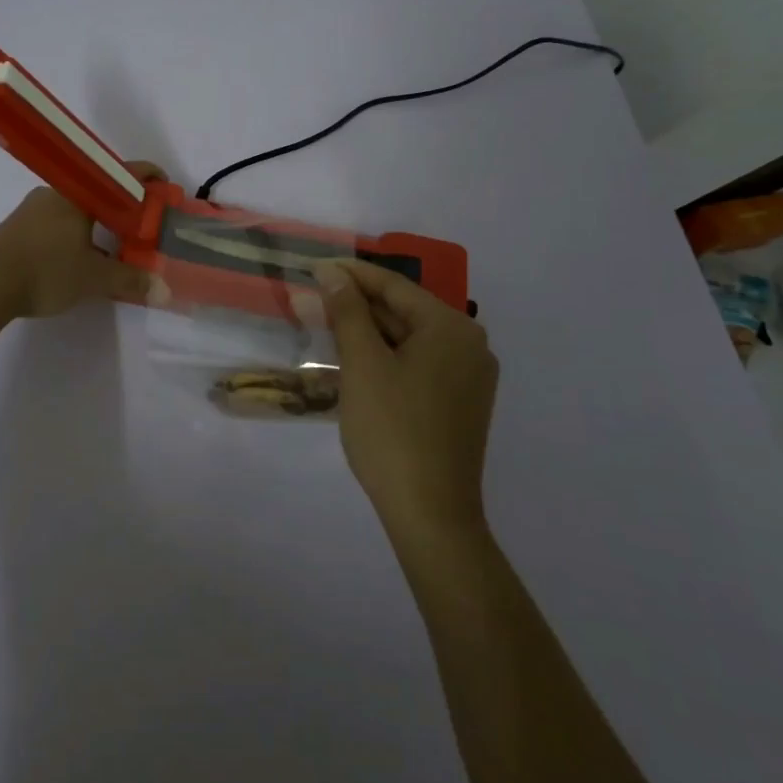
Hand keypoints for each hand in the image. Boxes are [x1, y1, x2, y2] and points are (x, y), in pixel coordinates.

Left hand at [0, 161, 166, 318]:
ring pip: (75, 208)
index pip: (119, 175)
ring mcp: (32, 209)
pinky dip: (75, 233)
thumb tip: (164, 290)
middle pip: (97, 191)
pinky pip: (56, 222)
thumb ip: (130, 281)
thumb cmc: (45, 271)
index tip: (165, 184)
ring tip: (113, 246)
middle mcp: (55, 193)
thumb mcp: (94, 279)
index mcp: (77, 195)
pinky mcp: (17, 228)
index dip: (146, 176)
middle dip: (121, 205)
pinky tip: (78, 258)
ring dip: (96, 223)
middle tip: (140, 224)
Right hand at [315, 259, 499, 536]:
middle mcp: (469, 345)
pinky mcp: (460, 403)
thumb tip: (333, 274)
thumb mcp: (363, 365)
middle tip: (313, 298)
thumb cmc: (393, 431)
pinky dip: (386, 356)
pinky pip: (418, 363)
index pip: (394, 287)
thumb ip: (348, 312)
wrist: (431, 515)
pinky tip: (354, 359)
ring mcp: (468, 377)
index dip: (351, 275)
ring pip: (409, 339)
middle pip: (404, 311)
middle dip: (357, 305)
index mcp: (451, 328)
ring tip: (326, 325)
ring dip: (368, 331)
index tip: (314, 267)